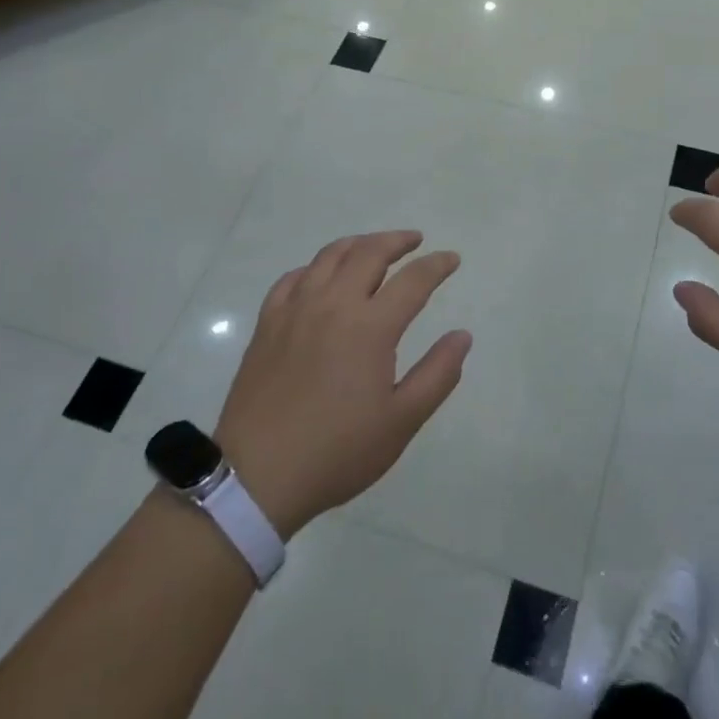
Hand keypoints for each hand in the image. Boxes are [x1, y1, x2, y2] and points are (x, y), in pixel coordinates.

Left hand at [214, 231, 471, 537]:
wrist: (257, 477)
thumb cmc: (337, 451)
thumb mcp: (401, 422)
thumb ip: (437, 374)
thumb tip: (462, 335)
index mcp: (371, 326)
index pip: (414, 279)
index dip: (437, 265)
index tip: (452, 259)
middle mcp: (334, 304)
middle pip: (370, 252)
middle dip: (398, 240)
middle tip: (415, 241)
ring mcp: (296, 309)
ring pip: (330, 256)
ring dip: (358, 244)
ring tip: (372, 247)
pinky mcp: (268, 323)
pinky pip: (293, 278)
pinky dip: (314, 267)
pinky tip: (320, 277)